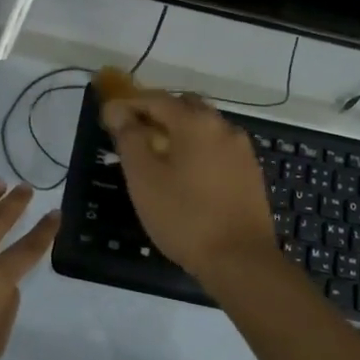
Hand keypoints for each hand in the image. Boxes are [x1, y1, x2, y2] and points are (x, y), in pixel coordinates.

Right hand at [100, 91, 277, 279]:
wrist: (240, 260)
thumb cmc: (184, 216)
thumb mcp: (143, 178)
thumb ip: (129, 138)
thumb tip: (119, 112)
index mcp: (195, 122)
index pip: (155, 99)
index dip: (129, 104)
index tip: (109, 117)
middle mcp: (223, 126)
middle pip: (184, 107)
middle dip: (157, 114)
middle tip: (133, 134)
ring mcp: (242, 149)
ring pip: (203, 127)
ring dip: (179, 132)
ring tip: (157, 156)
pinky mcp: (250, 172)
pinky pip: (217, 148)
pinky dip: (197, 150)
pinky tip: (186, 175)